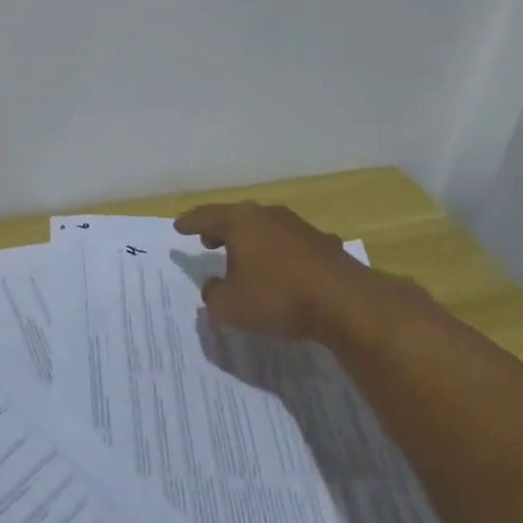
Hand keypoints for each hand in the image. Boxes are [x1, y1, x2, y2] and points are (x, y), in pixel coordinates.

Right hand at [174, 202, 390, 340]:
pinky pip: (288, 244)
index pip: (207, 217)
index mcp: (241, 223)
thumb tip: (213, 286)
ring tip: (242, 257)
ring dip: (250, 241)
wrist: (344, 301)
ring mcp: (298, 227)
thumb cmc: (277, 297)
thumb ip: (213, 295)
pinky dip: (276, 254)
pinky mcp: (322, 243)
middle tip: (208, 241)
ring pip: (264, 229)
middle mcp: (268, 216)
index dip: (190, 223)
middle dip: (220, 229)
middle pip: (237, 218)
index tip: (178, 227)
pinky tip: (279, 270)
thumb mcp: (230, 306)